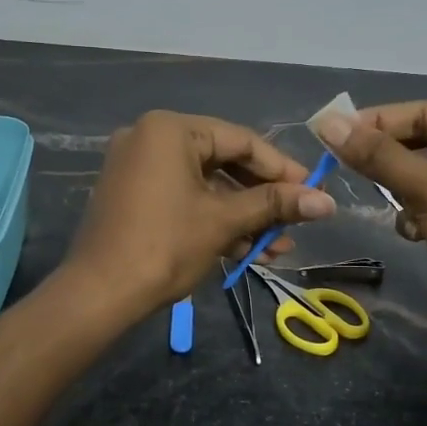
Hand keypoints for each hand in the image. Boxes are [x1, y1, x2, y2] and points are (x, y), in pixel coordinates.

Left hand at [63, 111, 335, 317]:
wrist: (98, 295)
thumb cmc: (165, 245)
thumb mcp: (224, 221)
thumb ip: (275, 205)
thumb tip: (328, 201)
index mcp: (170, 130)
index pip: (240, 140)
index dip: (281, 168)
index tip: (313, 190)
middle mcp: (151, 139)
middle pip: (224, 163)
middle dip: (262, 199)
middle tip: (297, 220)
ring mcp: (139, 169)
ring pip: (206, 187)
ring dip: (243, 217)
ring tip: (278, 248)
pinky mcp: (134, 197)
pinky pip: (184, 199)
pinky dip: (214, 221)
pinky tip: (248, 251)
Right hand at [317, 101, 426, 375]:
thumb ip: (378, 156)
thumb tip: (328, 123)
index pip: (425, 112)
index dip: (379, 121)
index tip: (334, 134)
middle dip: (390, 158)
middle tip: (346, 166)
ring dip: (404, 190)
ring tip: (392, 205)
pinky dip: (419, 214)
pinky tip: (413, 232)